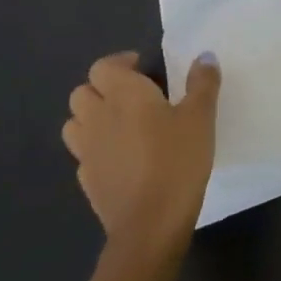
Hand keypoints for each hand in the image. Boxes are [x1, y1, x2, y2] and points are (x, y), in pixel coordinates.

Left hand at [62, 52, 220, 254]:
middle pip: (82, 92)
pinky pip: (83, 154)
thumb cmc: (177, 160)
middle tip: (134, 95)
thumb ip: (202, 83)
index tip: (144, 69)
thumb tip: (205, 56)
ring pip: (75, 123)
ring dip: (92, 117)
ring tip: (121, 124)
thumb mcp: (201, 116)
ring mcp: (87, 152)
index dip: (120, 64)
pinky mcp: (87, 181)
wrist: (150, 225)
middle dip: (103, 89)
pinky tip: (121, 157)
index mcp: (123, 94)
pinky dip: (96, 148)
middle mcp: (98, 117)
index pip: (103, 67)